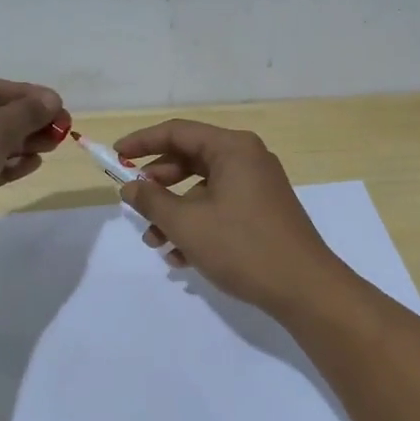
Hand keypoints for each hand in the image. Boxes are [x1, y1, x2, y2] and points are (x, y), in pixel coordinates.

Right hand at [113, 120, 350, 314]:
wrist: (304, 288)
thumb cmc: (242, 247)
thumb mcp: (187, 223)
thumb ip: (152, 200)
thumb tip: (130, 186)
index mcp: (233, 148)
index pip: (178, 132)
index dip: (142, 142)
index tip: (115, 157)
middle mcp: (248, 158)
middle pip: (190, 159)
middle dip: (158, 184)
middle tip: (135, 203)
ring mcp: (258, 186)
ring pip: (203, 188)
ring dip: (175, 212)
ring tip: (155, 243)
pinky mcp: (263, 211)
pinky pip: (221, 207)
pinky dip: (198, 225)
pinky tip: (181, 257)